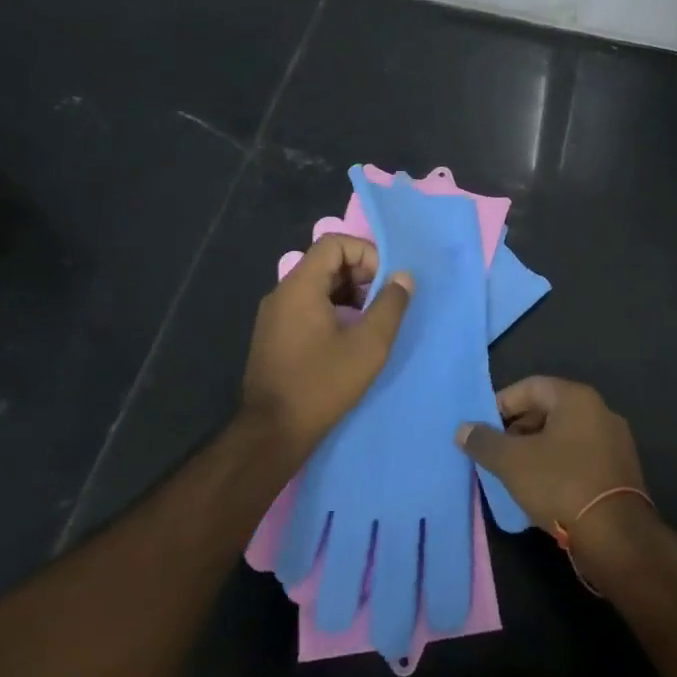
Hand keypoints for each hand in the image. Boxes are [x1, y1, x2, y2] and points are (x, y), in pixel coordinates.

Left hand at [241, 234, 411, 456]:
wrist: (272, 432)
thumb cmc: (322, 384)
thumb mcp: (368, 345)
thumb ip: (390, 305)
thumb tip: (403, 277)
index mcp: (300, 286)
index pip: (334, 243)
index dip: (365, 253)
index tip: (386, 282)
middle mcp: (282, 293)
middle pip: (326, 262)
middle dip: (361, 275)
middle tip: (384, 303)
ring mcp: (275, 315)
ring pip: (318, 286)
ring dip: (349, 294)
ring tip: (371, 322)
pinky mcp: (274, 336)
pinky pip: (307, 306)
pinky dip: (332, 310)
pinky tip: (349, 338)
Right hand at [455, 376, 646, 538]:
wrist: (617, 538)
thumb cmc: (561, 485)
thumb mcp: (513, 462)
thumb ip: (484, 442)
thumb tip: (463, 429)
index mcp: (576, 398)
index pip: (530, 387)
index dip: (501, 405)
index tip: (482, 430)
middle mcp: (600, 411)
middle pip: (548, 410)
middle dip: (517, 430)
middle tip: (496, 454)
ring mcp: (615, 441)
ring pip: (564, 436)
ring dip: (537, 450)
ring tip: (514, 474)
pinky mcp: (621, 471)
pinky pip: (580, 457)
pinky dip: (558, 466)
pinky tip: (543, 490)